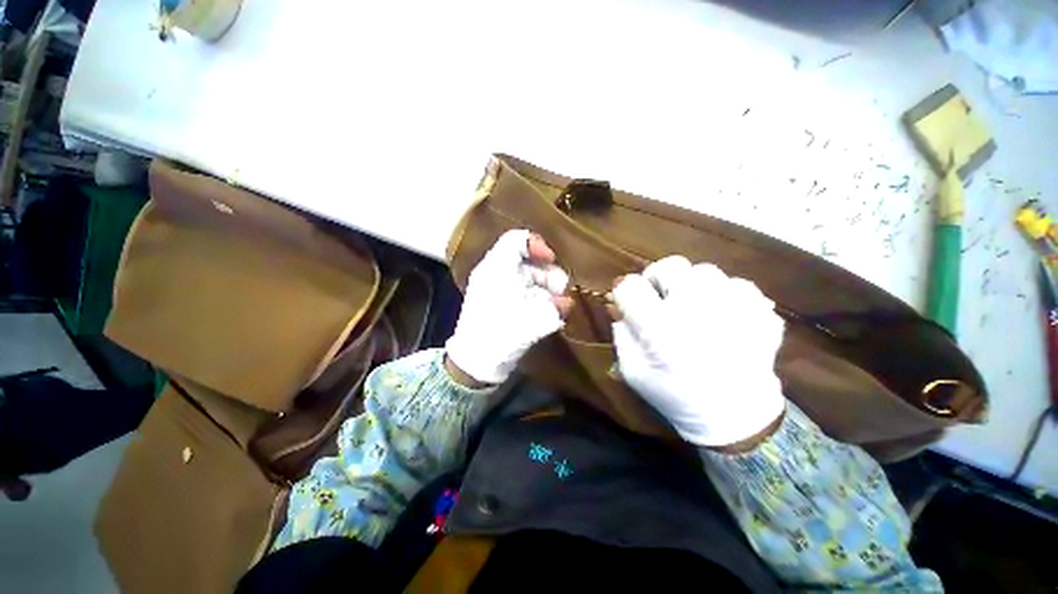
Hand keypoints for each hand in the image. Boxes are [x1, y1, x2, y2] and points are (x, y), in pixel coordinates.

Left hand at [445, 230, 572, 385]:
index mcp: (497, 268)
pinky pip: (526, 292)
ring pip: (529, 277)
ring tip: (561, 305)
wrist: (475, 361)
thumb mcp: (531, 320)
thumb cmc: (499, 335)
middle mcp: (497, 273)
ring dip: (548, 288)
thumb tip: (567, 302)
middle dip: (549, 274)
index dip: (537, 245)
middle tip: (563, 290)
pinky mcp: (504, 303)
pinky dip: (540, 298)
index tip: (552, 260)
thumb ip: (554, 309)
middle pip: (528, 260)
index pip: (516, 239)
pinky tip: (551, 311)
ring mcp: (500, 289)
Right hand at [610, 256, 785, 446]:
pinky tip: (723, 315)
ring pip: (705, 271)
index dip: (625, 291)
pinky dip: (725, 295)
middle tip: (661, 299)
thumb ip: (621, 332)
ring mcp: (734, 308)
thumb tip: (618, 303)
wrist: (735, 417)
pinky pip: (738, 284)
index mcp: (660, 330)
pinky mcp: (761, 311)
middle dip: (658, 279)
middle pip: (670, 266)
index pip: (631, 286)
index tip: (629, 301)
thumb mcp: (632, 370)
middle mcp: (696, 311)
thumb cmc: (674, 395)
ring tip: (694, 308)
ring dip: (692, 286)